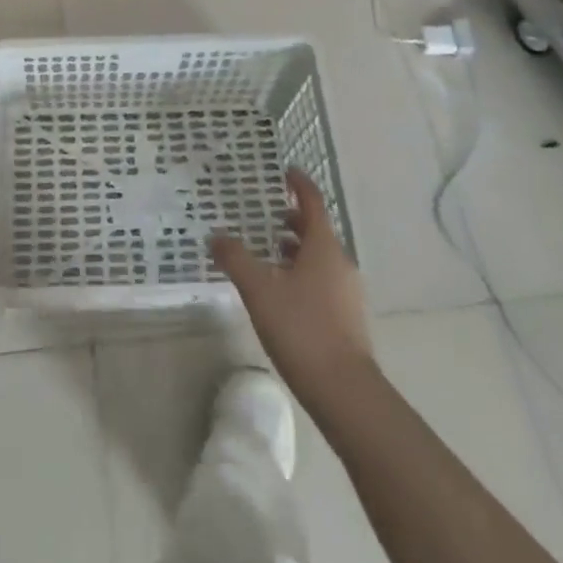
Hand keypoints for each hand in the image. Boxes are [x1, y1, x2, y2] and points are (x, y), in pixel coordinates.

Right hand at [212, 168, 373, 397]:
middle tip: (267, 215)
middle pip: (317, 229)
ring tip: (268, 254)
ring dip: (296, 249)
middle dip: (293, 219)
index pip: (312, 201)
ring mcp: (347, 292)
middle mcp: (340, 262)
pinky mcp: (346, 317)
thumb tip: (216, 236)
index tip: (285, 171)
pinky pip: (322, 280)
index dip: (299, 183)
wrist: (345, 392)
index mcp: (323, 246)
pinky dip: (302, 273)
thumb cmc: (301, 328)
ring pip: (319, 257)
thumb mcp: (259, 290)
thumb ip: (235, 259)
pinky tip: (281, 292)